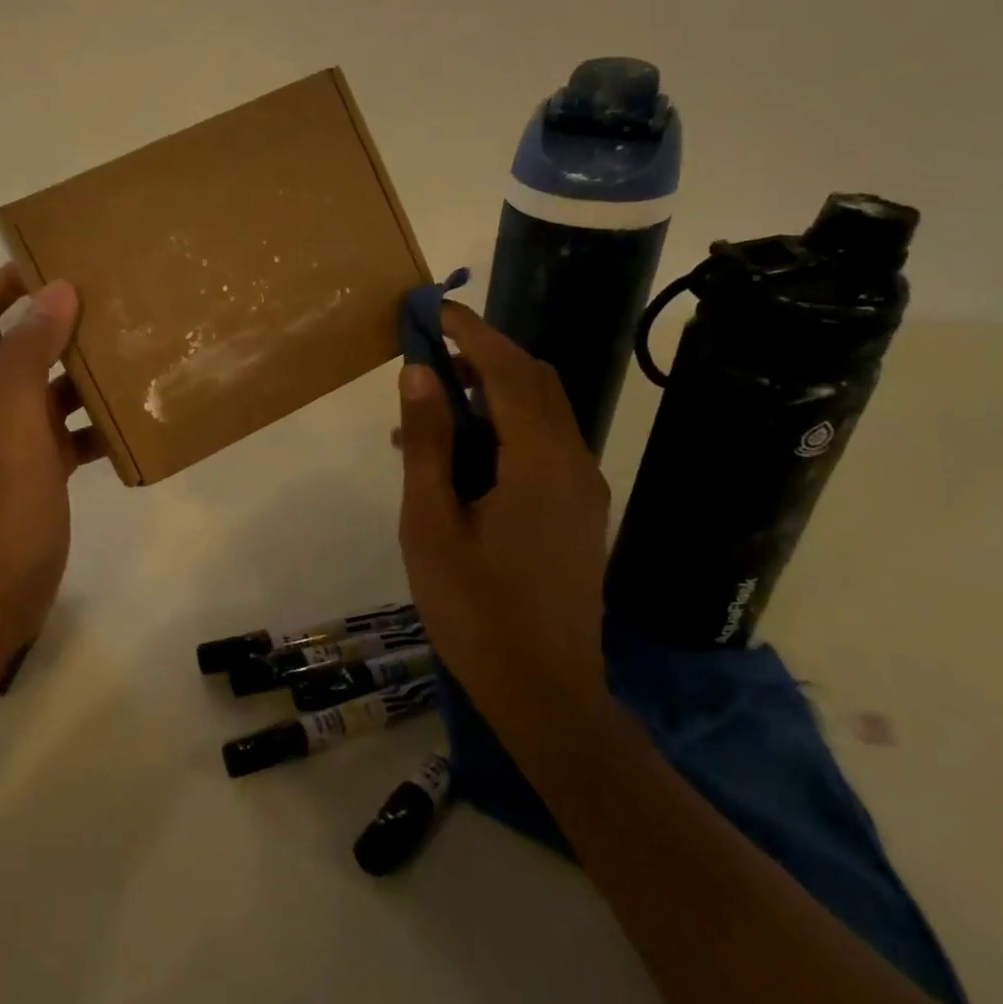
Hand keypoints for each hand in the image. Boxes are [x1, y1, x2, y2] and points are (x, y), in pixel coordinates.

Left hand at [0, 264, 105, 673]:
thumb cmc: (8, 509)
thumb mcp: (19, 427)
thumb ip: (31, 358)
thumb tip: (56, 289)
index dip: (4, 285)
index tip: (55, 266)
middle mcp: (0, 408)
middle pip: (24, 347)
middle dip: (60, 320)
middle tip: (113, 304)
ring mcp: (24, 443)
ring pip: (56, 391)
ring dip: (87, 372)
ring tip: (135, 356)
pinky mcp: (46, 474)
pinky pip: (76, 434)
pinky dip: (101, 425)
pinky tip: (134, 426)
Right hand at [395, 302, 611, 726]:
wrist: (545, 693)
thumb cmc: (476, 611)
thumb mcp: (431, 524)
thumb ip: (428, 444)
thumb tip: (419, 374)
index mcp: (539, 462)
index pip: (508, 369)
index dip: (471, 332)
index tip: (433, 309)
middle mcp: (573, 463)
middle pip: (535, 382)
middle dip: (484, 355)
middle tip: (428, 354)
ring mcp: (583, 490)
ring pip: (541, 415)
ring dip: (491, 394)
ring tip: (430, 410)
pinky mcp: (579, 513)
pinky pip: (542, 448)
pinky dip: (503, 430)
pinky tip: (459, 458)